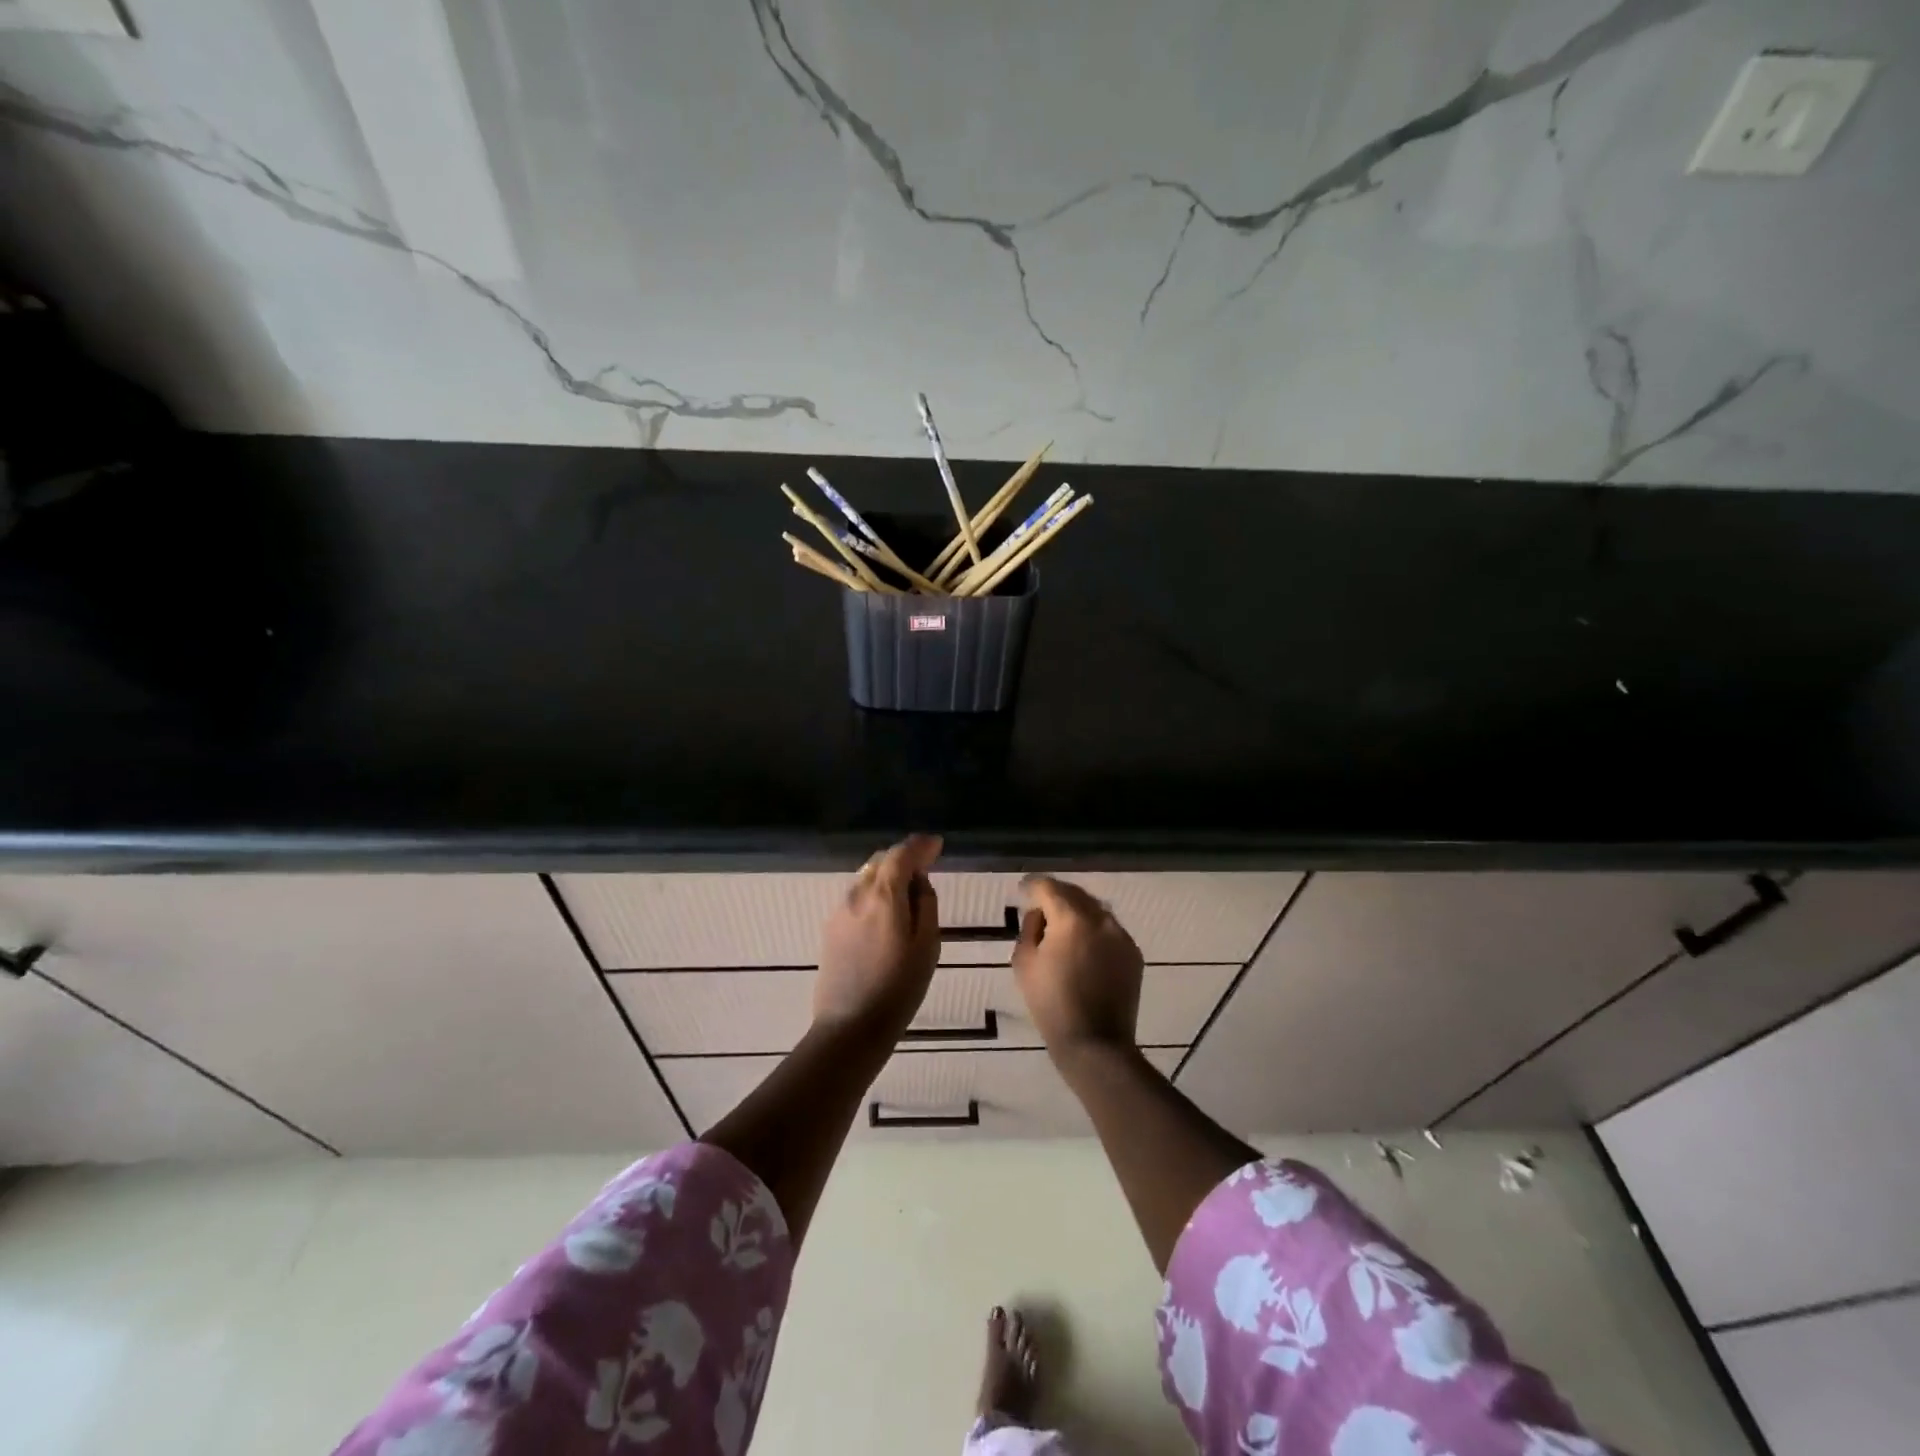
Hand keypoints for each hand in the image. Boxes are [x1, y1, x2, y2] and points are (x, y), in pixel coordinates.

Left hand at [814, 834, 942, 1035]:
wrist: (850, 1028)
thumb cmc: (899, 989)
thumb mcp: (927, 946)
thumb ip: (925, 904)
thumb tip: (919, 881)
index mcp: (883, 896)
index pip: (901, 854)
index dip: (920, 846)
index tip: (937, 845)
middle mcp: (856, 895)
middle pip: (881, 862)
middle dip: (903, 858)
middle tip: (926, 866)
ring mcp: (839, 912)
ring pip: (866, 879)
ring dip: (888, 877)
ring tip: (908, 893)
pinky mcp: (830, 929)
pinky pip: (857, 898)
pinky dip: (874, 894)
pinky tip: (886, 915)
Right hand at [1012, 876, 1143, 1065]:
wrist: (1095, 1043)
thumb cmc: (1051, 1004)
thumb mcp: (1024, 963)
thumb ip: (1029, 928)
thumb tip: (1040, 914)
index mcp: (1071, 918)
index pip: (1048, 887)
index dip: (1032, 885)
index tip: (1023, 889)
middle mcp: (1101, 918)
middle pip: (1075, 893)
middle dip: (1056, 895)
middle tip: (1040, 905)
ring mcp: (1121, 935)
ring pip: (1095, 910)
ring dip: (1077, 911)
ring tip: (1062, 926)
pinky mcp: (1133, 953)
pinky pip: (1109, 930)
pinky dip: (1094, 930)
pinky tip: (1084, 947)